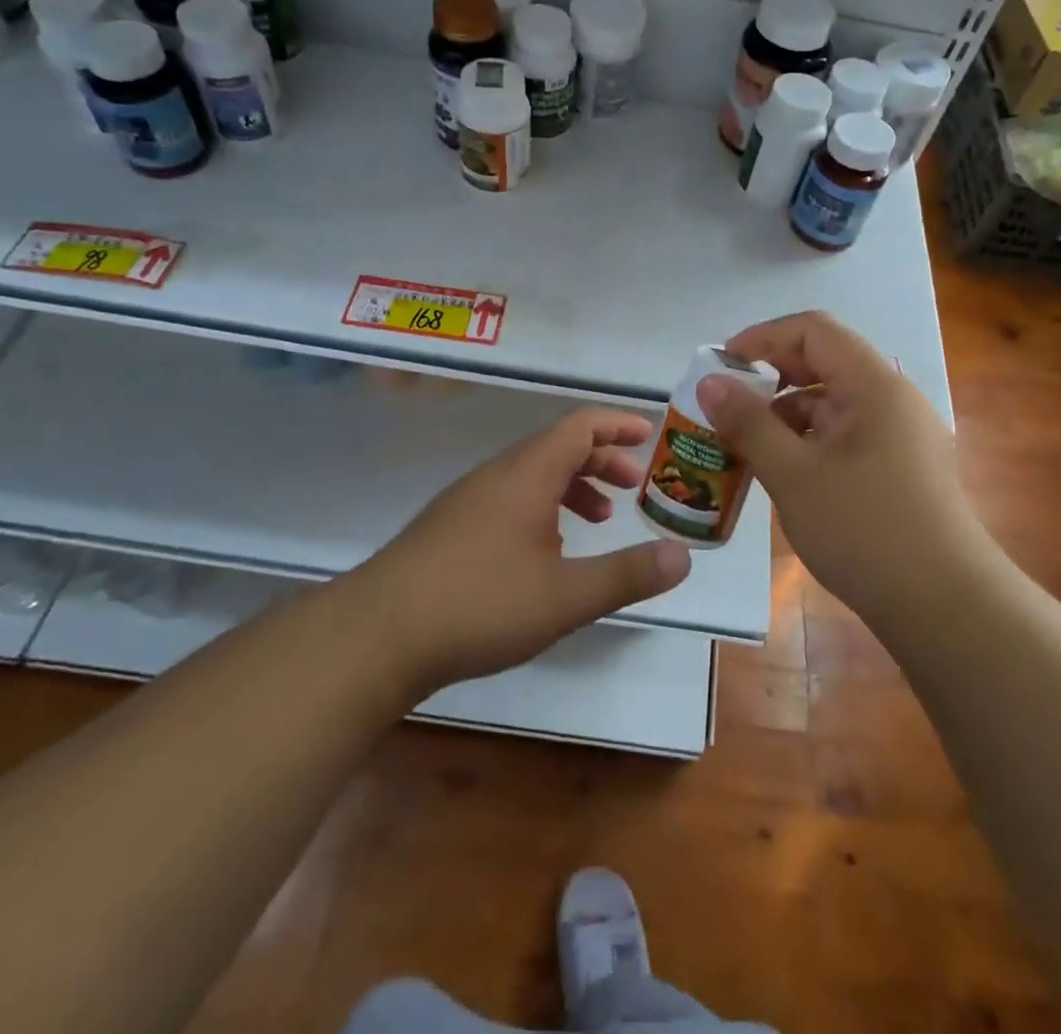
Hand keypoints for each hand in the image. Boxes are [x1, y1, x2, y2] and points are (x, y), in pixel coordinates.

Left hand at [358, 409, 691, 694]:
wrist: (378, 634)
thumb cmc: (480, 604)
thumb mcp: (566, 595)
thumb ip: (627, 574)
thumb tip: (682, 556)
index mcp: (527, 474)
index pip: (580, 426)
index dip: (617, 425)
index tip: (649, 436)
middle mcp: (497, 475)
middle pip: (557, 447)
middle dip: (601, 461)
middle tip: (633, 487)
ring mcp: (468, 500)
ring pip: (531, 475)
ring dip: (571, 487)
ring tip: (598, 520)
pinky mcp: (449, 527)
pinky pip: (509, 498)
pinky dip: (542, 508)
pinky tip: (546, 552)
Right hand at [697, 312, 980, 619]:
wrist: (946, 607)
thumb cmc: (864, 529)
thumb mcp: (793, 474)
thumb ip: (748, 423)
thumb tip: (710, 382)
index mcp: (873, 384)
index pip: (813, 330)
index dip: (763, 338)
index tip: (723, 366)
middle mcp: (892, 398)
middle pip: (824, 363)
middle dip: (771, 380)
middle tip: (729, 408)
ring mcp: (902, 435)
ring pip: (834, 404)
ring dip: (787, 416)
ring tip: (747, 450)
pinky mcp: (902, 469)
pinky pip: (847, 436)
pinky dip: (810, 444)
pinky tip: (786, 477)